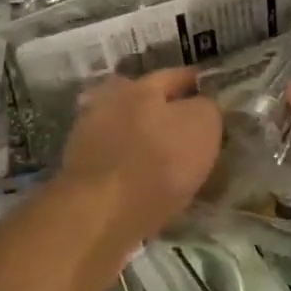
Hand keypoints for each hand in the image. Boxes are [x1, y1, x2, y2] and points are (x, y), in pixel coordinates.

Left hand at [61, 68, 222, 249]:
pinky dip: (131, 168)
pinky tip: (147, 183)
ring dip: (144, 140)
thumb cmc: (158, 161)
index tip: (210, 92)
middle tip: (187, 126)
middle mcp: (109, 103)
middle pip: (141, 100)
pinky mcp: (80, 172)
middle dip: (162, 109)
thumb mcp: (202, 125)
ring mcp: (88, 138)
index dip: (195, 83)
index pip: (174, 76)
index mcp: (140, 87)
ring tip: (167, 161)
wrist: (101, 215)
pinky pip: (116, 162)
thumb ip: (206, 107)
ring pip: (126, 131)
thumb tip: (201, 106)